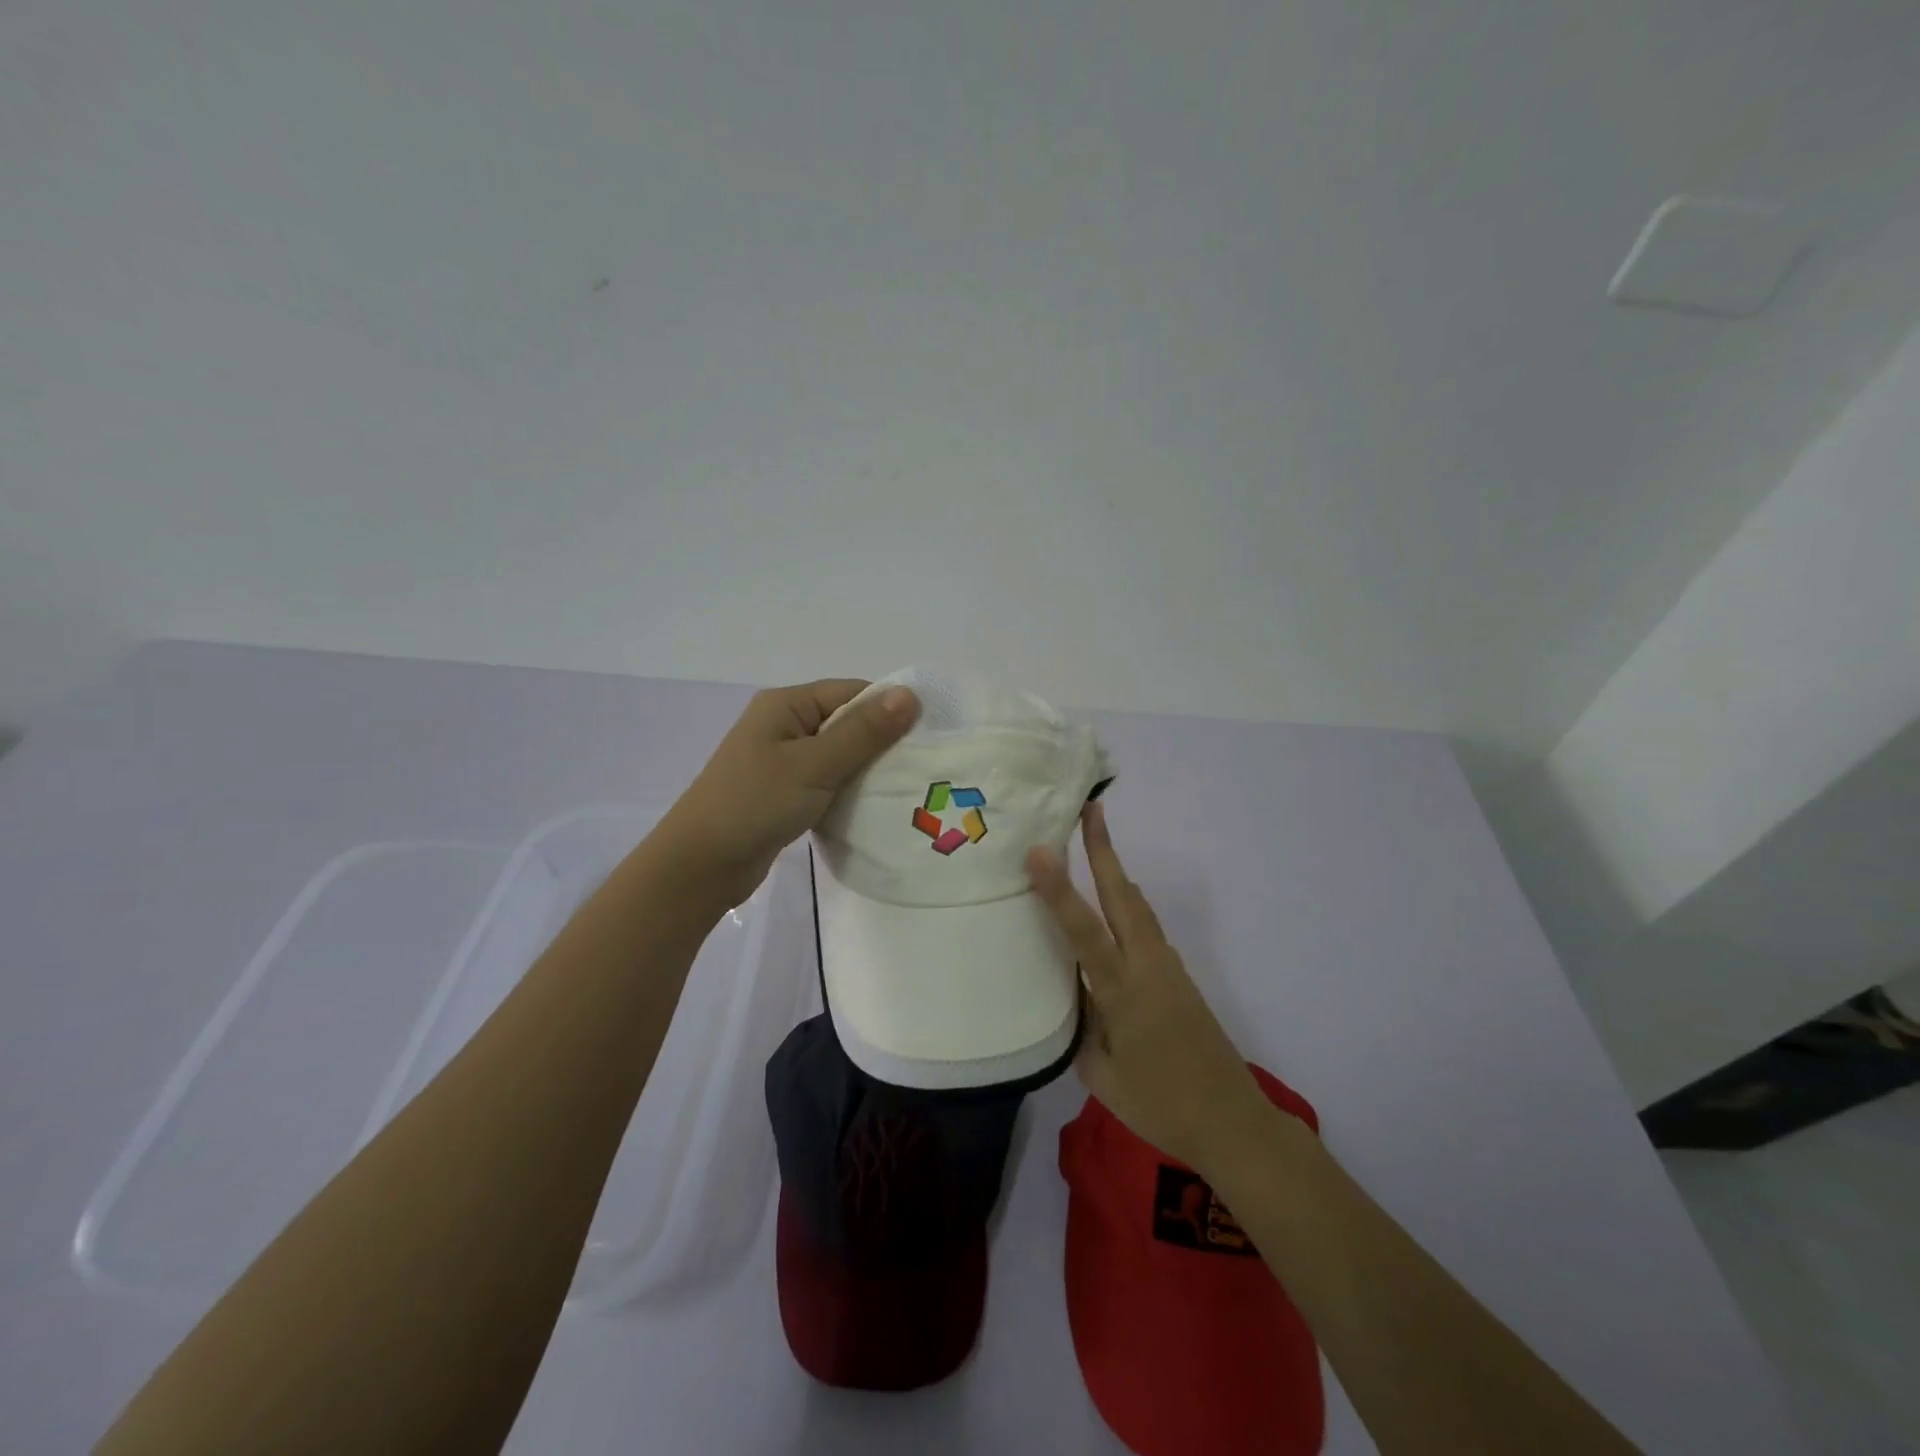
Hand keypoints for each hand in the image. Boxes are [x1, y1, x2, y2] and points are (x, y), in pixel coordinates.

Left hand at [656, 679, 918, 909]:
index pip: (851, 693)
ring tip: (905, 788)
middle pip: (847, 722)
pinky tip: (873, 806)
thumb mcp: (815, 764)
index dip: (890, 709)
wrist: (701, 865)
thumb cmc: (756, 803)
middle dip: (882, 742)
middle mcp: (784, 725)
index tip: (928, 735)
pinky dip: (849, 790)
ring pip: (839, 755)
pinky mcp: (783, 792)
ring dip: (867, 769)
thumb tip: (910, 694)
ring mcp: (782, 760)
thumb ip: (864, 731)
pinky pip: (827, 780)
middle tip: (922, 767)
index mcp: (787, 705)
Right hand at [1027, 802, 1272, 1171]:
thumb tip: (1073, 993)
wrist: (1234, 1123)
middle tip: (1090, 809)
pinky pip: (1146, 928)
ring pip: (1138, 907)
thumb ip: (1082, 1027)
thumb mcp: (1102, 1076)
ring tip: (1094, 842)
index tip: (1039, 851)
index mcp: (1124, 992)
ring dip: (1116, 871)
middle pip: (1123, 896)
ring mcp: (1169, 968)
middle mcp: (1149, 967)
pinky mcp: (1179, 977)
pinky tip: (1113, 906)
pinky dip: (1126, 903)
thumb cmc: (1161, 1106)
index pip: (1084, 931)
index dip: (1059, 889)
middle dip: (1104, 850)